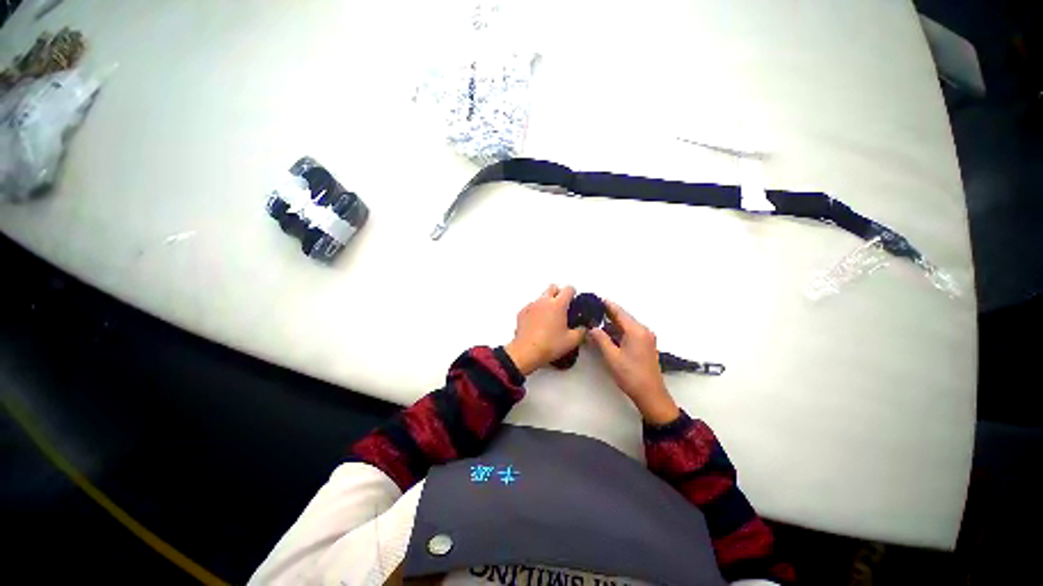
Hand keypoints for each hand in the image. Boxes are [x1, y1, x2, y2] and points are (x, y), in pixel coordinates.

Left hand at [504, 285, 585, 375]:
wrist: (526, 352)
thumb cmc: (550, 345)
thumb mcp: (572, 341)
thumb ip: (581, 332)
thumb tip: (583, 329)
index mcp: (558, 304)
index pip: (568, 289)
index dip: (573, 293)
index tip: (574, 300)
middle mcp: (544, 301)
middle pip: (552, 287)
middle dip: (558, 293)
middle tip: (562, 306)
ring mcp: (531, 305)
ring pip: (541, 297)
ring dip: (547, 302)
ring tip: (549, 318)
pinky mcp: (522, 312)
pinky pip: (531, 306)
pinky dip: (536, 311)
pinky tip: (538, 324)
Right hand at [587, 299, 679, 424]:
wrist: (651, 394)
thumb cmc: (630, 375)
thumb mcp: (612, 357)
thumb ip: (601, 339)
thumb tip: (592, 328)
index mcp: (636, 330)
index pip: (619, 312)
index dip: (607, 305)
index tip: (595, 298)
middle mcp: (643, 330)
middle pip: (623, 317)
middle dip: (608, 313)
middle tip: (592, 310)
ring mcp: (646, 338)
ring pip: (626, 325)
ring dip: (613, 323)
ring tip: (596, 321)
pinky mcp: (646, 345)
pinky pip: (630, 332)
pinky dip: (619, 331)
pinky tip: (608, 333)